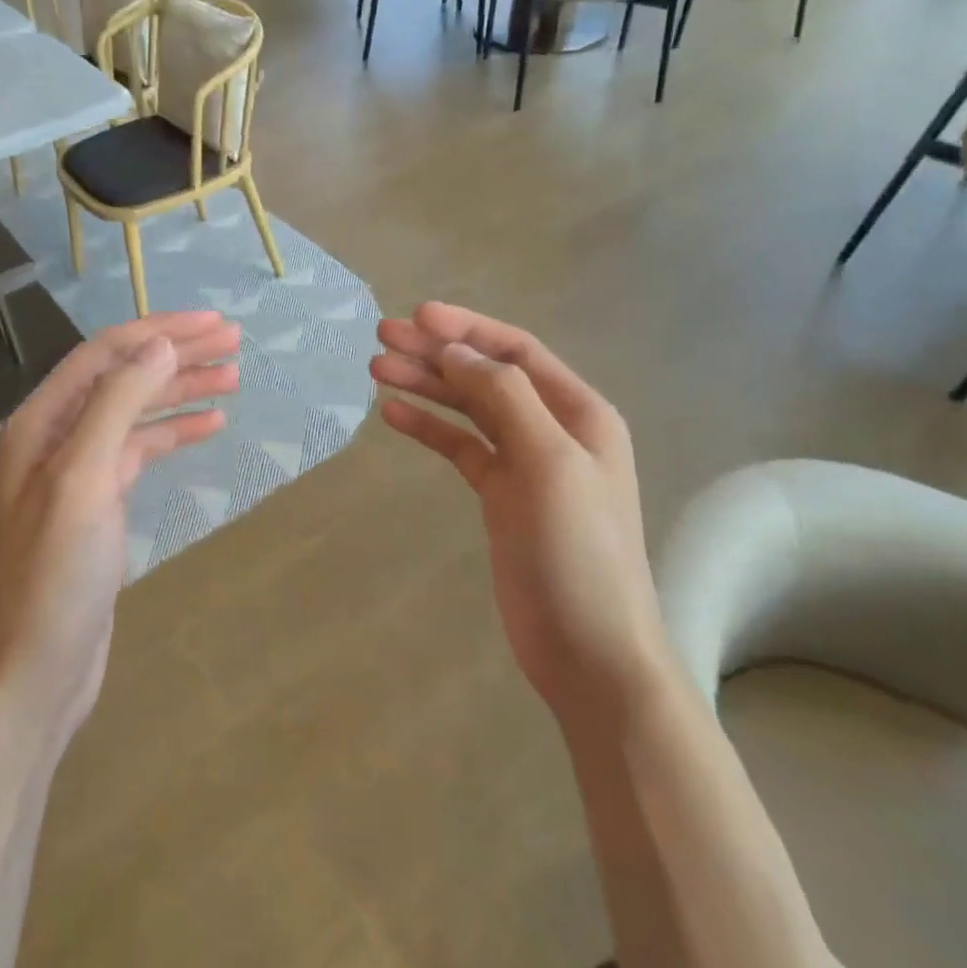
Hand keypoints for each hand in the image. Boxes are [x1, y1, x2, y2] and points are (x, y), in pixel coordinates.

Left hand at [0, 313, 240, 748]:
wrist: (33, 673)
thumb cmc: (53, 576)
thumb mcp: (83, 479)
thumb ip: (118, 403)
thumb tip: (160, 343)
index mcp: (41, 421)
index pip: (106, 353)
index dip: (160, 331)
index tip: (214, 324)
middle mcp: (55, 436)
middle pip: (123, 375)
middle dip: (176, 354)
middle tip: (233, 342)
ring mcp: (77, 471)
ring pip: (136, 411)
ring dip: (181, 390)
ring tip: (233, 377)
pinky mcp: (98, 503)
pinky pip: (141, 450)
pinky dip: (175, 432)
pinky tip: (210, 425)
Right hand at [370, 302, 668, 718]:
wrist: (589, 651)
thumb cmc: (578, 551)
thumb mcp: (549, 462)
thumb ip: (506, 398)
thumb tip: (457, 353)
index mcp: (578, 412)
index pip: (515, 351)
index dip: (466, 329)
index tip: (416, 316)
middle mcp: (552, 428)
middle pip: (485, 374)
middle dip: (436, 352)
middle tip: (382, 337)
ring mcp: (525, 463)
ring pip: (468, 408)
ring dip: (426, 385)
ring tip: (378, 368)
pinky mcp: (500, 496)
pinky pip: (460, 447)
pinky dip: (429, 428)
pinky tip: (393, 414)